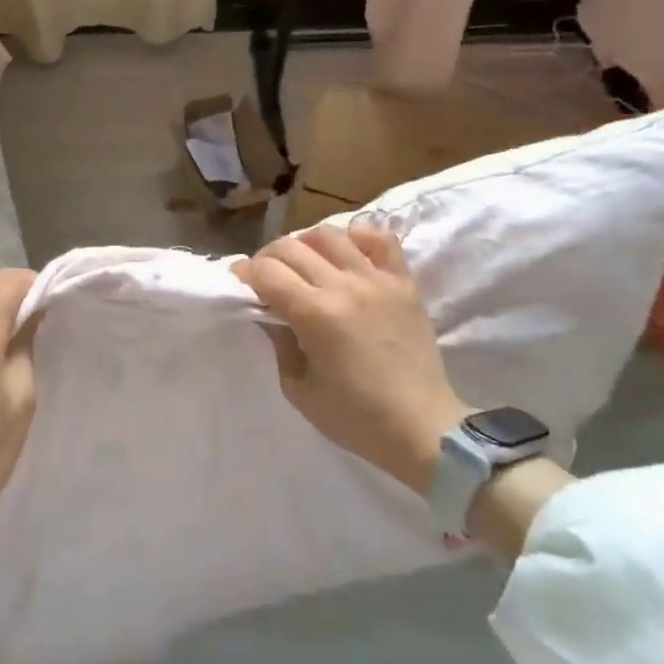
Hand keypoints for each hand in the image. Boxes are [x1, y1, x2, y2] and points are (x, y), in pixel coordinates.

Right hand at [235, 224, 471, 492]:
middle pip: (291, 247)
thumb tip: (269, 312)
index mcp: (316, 315)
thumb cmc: (355, 418)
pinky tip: (347, 255)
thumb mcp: (299, 389)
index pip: (267, 271)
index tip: (240, 281)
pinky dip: (357, 237)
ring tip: (304, 264)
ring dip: (306, 244)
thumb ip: (279, 343)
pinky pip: (380, 239)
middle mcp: (345, 287)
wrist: (423, 428)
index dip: (245, 272)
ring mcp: (378, 280)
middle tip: (266, 277)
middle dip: (268, 257)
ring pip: (330, 235)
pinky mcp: (405, 283)